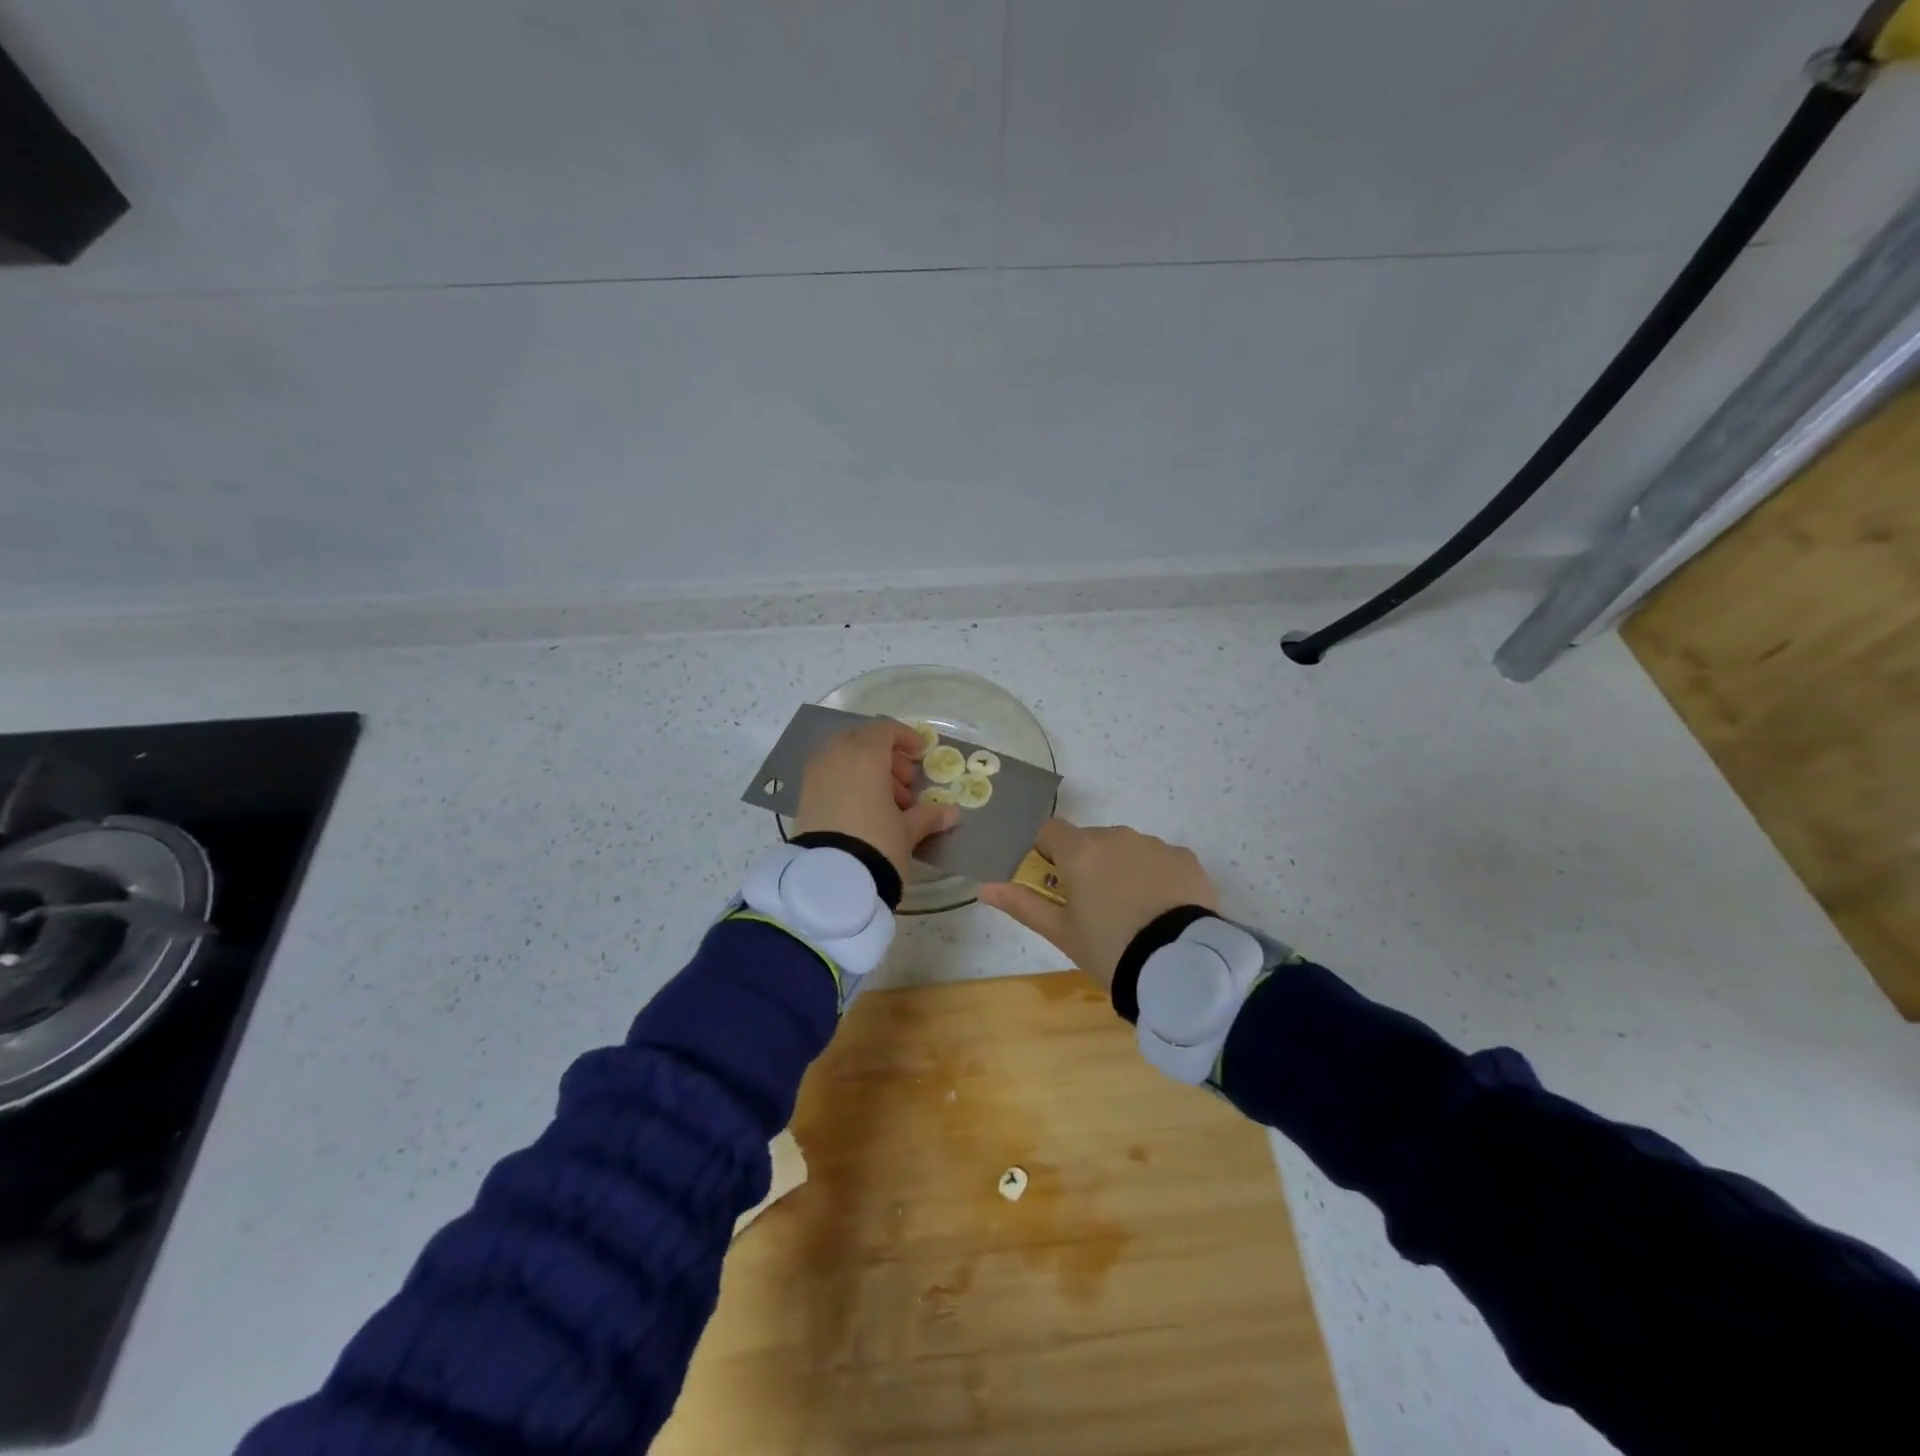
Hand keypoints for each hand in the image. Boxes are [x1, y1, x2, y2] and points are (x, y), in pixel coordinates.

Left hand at [794, 718, 958, 884]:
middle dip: (885, 755)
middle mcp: (836, 757)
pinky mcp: (803, 797)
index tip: (920, 756)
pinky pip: (829, 775)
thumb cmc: (877, 844)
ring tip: (888, 804)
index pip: (884, 729)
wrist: (829, 880)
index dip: (905, 738)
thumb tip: (952, 813)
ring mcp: (815, 776)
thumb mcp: (908, 831)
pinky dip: (847, 782)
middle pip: (861, 739)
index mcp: (865, 756)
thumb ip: (929, 815)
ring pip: (843, 757)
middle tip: (905, 783)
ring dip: (867, 770)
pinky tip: (863, 812)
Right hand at [978, 818, 1218, 990]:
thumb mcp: (1061, 933)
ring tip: (1132, 913)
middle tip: (1094, 907)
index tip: (1054, 881)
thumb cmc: (1110, 948)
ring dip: (1122, 868)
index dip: (1047, 851)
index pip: (1050, 830)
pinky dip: (1155, 877)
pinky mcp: (1186, 858)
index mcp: (1081, 851)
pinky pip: (1160, 860)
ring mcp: (1154, 845)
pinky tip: (1161, 910)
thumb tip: (985, 888)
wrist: (1180, 965)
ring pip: (1127, 848)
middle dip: (1087, 864)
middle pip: (1090, 840)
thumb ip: (1023, 904)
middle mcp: (1117, 836)